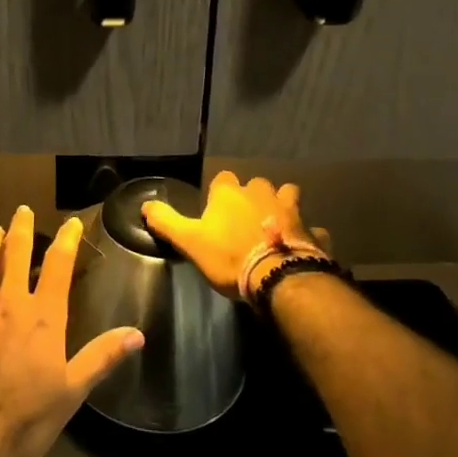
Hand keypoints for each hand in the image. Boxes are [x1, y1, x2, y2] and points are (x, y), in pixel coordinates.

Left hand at [0, 204, 143, 456]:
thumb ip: (102, 357)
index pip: (57, 263)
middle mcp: (8, 301)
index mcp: (42, 314)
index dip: (67, 239)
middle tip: (22, 210)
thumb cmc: (25, 417)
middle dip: (20, 227)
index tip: (72, 223)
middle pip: (14, 250)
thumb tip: (136, 334)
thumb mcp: (72, 392)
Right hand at [141, 170, 328, 300]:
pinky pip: (312, 228)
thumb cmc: (229, 257)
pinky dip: (308, 234)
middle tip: (245, 218)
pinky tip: (304, 245)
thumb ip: (166, 221)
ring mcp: (291, 210)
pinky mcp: (312, 231)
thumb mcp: (189, 241)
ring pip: (289, 196)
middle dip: (253, 196)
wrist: (279, 278)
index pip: (223, 178)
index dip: (220, 192)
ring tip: (277, 223)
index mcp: (230, 193)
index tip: (216, 210)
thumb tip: (145, 205)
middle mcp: (261, 193)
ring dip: (284, 205)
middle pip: (257, 184)